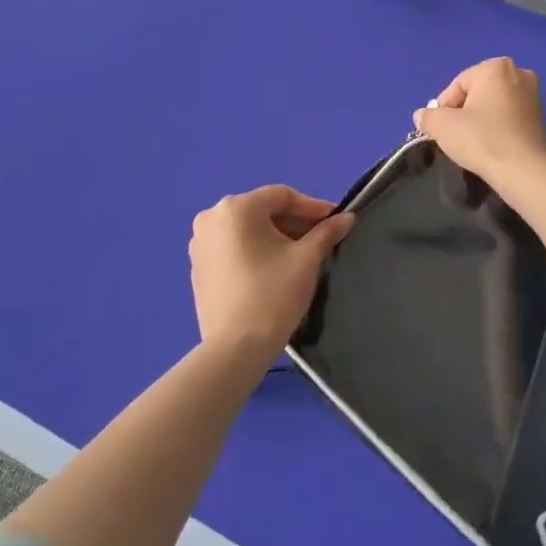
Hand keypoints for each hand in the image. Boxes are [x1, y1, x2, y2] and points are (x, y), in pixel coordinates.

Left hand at [189, 186, 353, 365]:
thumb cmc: (273, 294)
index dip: (312, 207)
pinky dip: (255, 249)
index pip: (281, 196)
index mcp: (236, 208)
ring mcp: (200, 242)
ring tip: (301, 253)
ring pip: (247, 228)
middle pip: (263, 210)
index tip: (335, 220)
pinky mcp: (197, 266)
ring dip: (275, 236)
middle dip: (294, 222)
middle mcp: (212, 217)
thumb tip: (347, 217)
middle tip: (321, 238)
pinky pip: (232, 245)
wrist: (235, 348)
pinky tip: (274, 266)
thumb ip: (327, 232)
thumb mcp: (306, 259)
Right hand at [412, 57, 545, 187]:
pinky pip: (509, 118)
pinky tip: (491, 146)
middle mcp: (519, 73)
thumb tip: (422, 116)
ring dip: (480, 120)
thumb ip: (428, 116)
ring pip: (493, 105)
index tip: (441, 130)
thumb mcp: (443, 126)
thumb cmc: (482, 139)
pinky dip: (497, 128)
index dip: (444, 108)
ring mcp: (534, 95)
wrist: (523, 171)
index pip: (458, 85)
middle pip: (477, 93)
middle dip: (463, 112)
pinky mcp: (541, 118)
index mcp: (496, 67)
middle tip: (456, 136)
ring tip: (473, 143)